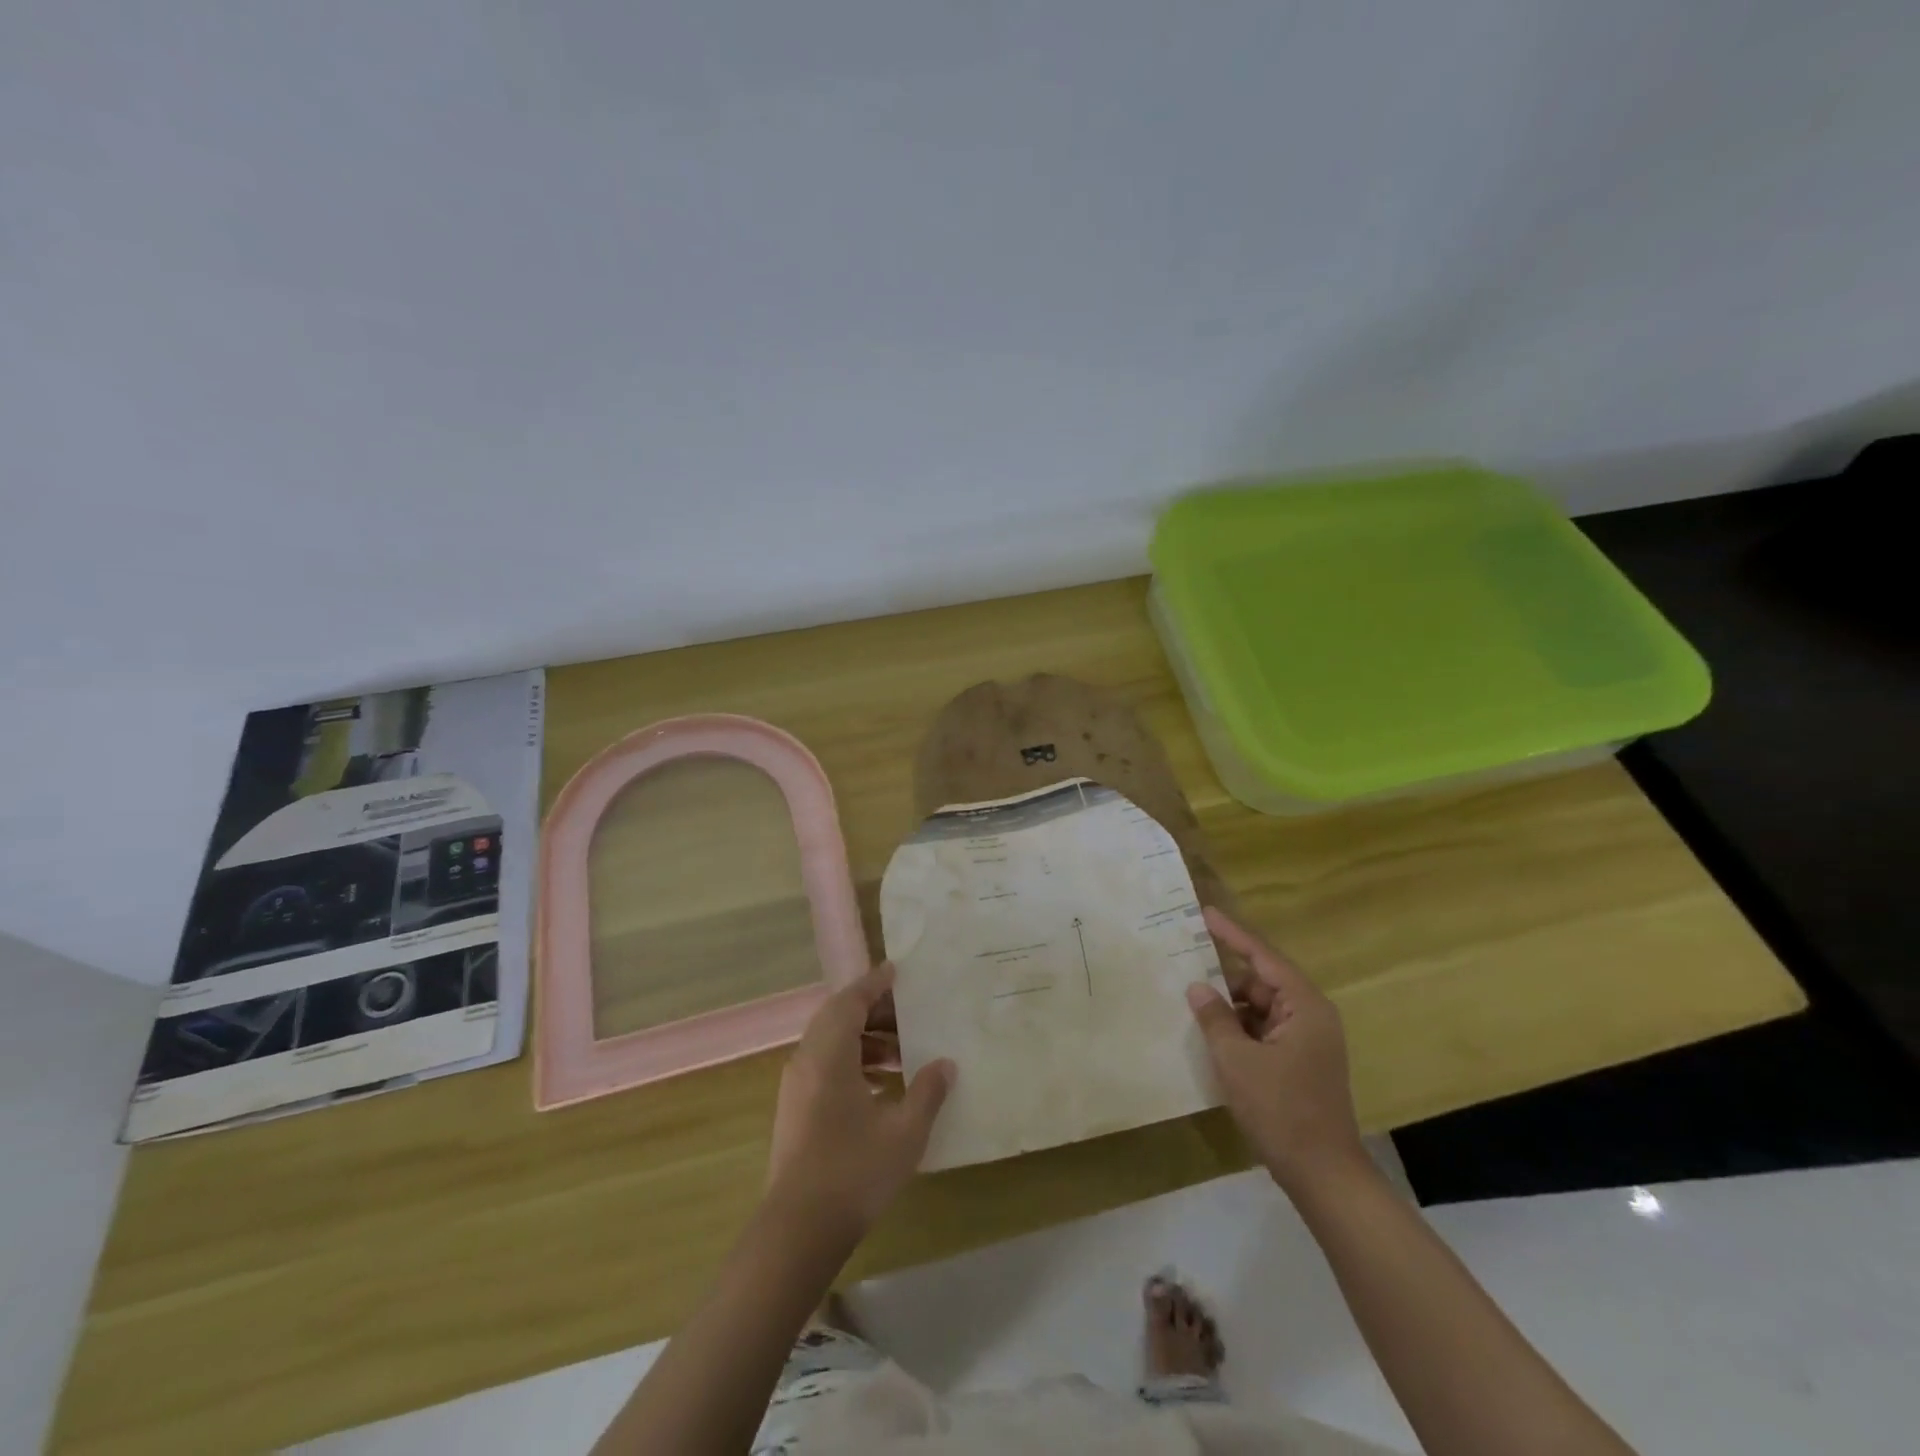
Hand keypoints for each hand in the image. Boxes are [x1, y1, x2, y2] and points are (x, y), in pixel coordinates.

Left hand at [766, 963, 954, 1236]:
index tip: (898, 972)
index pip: (850, 1001)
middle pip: (840, 1018)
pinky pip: (826, 1067)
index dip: (874, 983)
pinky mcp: (796, 1110)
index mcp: (829, 1054)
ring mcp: (797, 1087)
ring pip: (832, 1044)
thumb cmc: (854, 1172)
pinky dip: (854, 1063)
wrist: (798, 1230)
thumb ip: (927, 1092)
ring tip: (904, 1053)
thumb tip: (945, 1064)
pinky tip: (883, 1087)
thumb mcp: (904, 1131)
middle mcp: (807, 1061)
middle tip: (910, 1014)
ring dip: (866, 1040)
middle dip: (874, 1012)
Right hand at [1186, 906, 1365, 1196]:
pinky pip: (1264, 1032)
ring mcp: (1307, 1042)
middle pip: (1262, 983)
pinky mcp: (1300, 1064)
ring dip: (1230, 1009)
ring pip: (1261, 1009)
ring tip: (1191, 1006)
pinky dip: (1239, 1031)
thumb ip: (1215, 1017)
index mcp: (1304, 1006)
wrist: (1323, 1175)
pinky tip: (1210, 1037)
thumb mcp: (1237, 1060)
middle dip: (1225, 979)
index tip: (1204, 914)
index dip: (1232, 934)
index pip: (1263, 957)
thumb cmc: (1281, 1110)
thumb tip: (1197, 987)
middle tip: (1185, 969)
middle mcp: (1310, 1016)